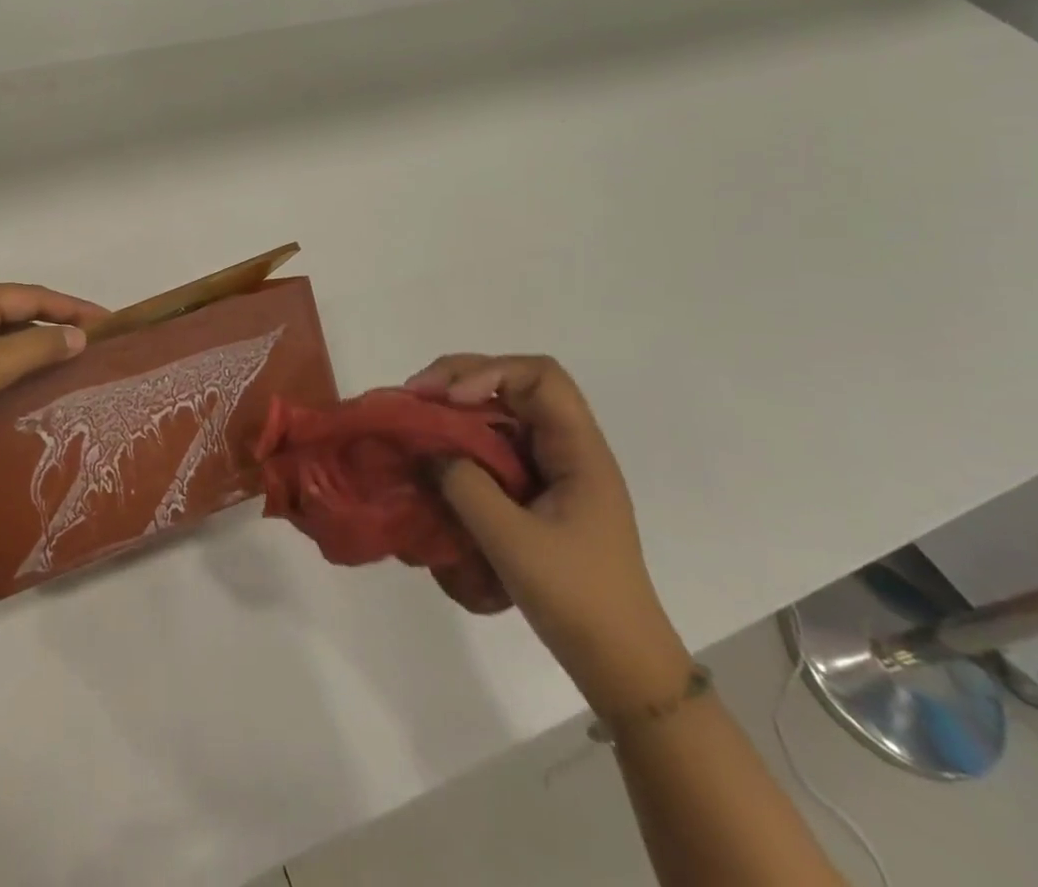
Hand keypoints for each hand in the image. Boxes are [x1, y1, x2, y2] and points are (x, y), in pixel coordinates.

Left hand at [0, 284, 109, 458]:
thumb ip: (35, 349)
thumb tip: (78, 336)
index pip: (32, 296)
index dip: (72, 307)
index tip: (107, 321)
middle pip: (15, 312)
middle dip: (54, 324)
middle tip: (91, 344)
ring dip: (31, 346)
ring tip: (65, 364)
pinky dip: (7, 365)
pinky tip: (20, 387)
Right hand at [407, 354, 693, 716]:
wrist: (623, 666)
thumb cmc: (577, 599)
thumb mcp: (513, 542)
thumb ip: (465, 486)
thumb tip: (428, 449)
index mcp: (579, 450)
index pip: (540, 376)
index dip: (490, 372)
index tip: (449, 400)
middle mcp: (568, 448)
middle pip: (516, 385)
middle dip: (461, 380)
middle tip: (415, 396)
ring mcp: (553, 469)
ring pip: (502, 414)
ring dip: (459, 409)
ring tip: (417, 419)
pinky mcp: (538, 492)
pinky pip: (497, 447)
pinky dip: (464, 440)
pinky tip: (436, 455)